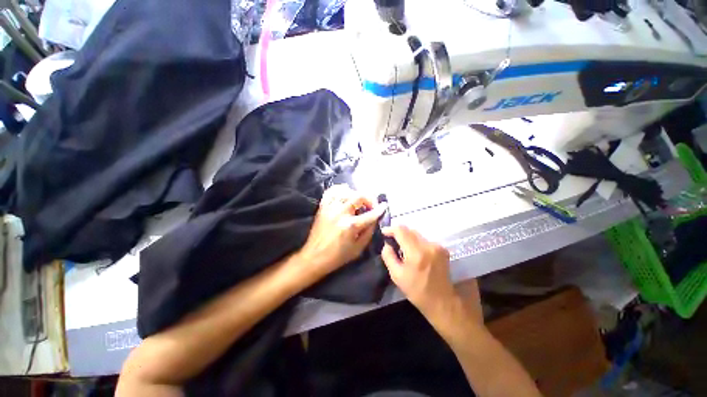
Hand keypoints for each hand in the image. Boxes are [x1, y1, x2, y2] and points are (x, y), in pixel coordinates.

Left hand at [299, 185, 386, 276]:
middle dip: (369, 199)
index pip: (370, 214)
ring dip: (356, 194)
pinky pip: (331, 192)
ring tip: (360, 201)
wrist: (314, 257)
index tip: (385, 206)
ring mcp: (330, 208)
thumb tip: (375, 219)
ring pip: (346, 191)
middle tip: (372, 204)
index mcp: (350, 225)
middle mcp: (340, 213)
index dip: (380, 209)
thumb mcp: (358, 248)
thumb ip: (369, 232)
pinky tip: (345, 192)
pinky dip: (340, 189)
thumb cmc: (338, 256)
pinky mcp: (322, 207)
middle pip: (359, 196)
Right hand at [381, 225, 457, 316]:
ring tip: (403, 248)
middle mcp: (428, 245)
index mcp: (416, 252)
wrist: (442, 301)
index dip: (391, 229)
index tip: (384, 232)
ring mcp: (437, 246)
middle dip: (399, 233)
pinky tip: (415, 252)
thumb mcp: (396, 276)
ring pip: (417, 234)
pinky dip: (417, 242)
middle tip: (392, 241)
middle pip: (410, 230)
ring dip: (408, 238)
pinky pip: (425, 240)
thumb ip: (388, 257)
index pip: (401, 231)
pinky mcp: (442, 249)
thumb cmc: (416, 290)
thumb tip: (386, 244)